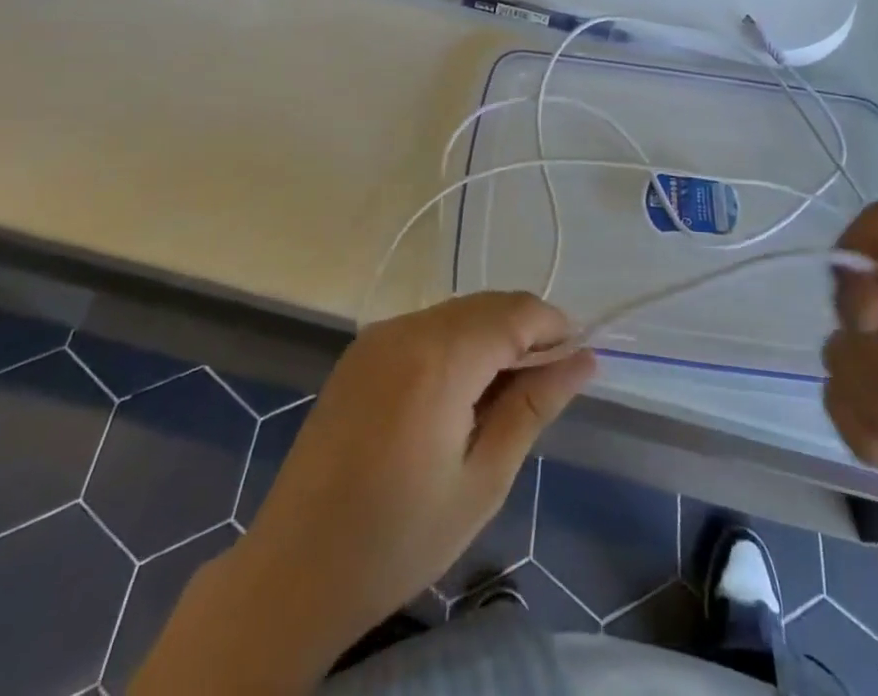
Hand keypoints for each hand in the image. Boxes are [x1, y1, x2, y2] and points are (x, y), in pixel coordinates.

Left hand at [243, 294, 593, 673]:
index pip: (517, 312)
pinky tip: (456, 395)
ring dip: (491, 337)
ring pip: (457, 312)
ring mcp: (378, 336)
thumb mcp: (483, 481)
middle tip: (543, 390)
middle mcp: (407, 328)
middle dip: (525, 333)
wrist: (293, 572)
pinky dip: (456, 344)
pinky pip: (426, 327)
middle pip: (487, 305)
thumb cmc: (399, 539)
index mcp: (440, 358)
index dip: (555, 328)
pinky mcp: (360, 351)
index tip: (575, 365)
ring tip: (501, 399)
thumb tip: (584, 359)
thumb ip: (534, 407)